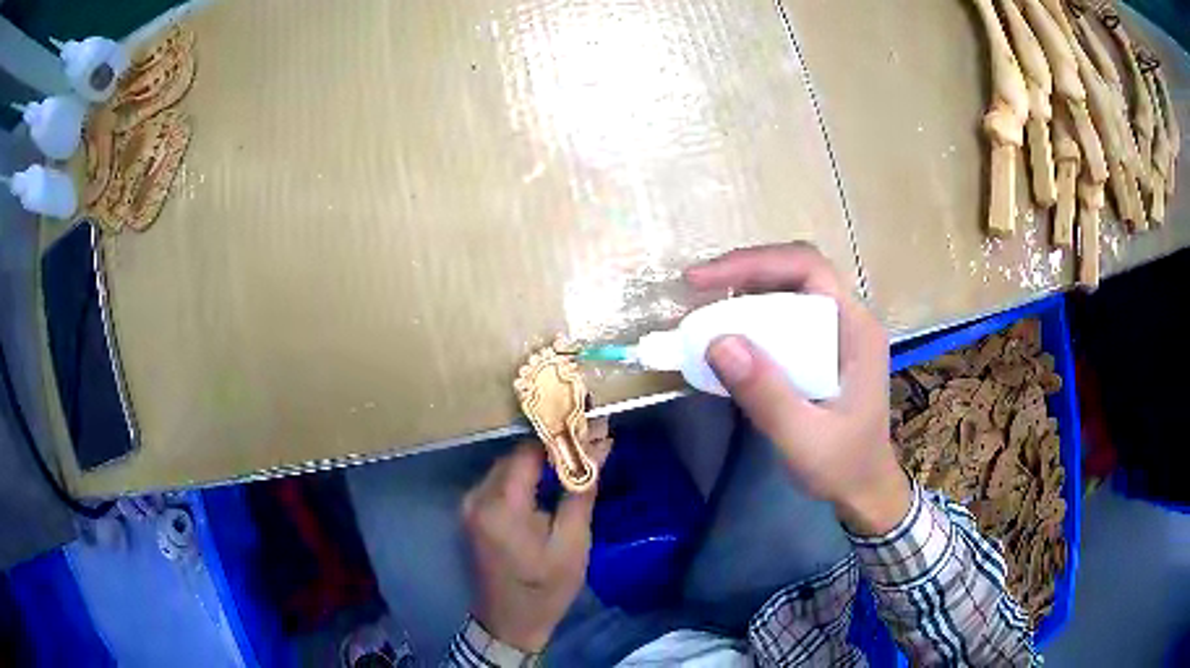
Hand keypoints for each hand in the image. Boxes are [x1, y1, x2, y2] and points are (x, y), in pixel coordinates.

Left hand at [461, 437, 603, 651]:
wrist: (510, 623)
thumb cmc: (546, 589)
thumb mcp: (572, 543)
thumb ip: (581, 490)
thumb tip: (600, 445)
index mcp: (500, 507)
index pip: (529, 451)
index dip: (561, 436)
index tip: (592, 428)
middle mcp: (477, 498)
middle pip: (516, 455)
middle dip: (553, 446)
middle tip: (590, 442)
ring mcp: (470, 505)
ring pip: (508, 466)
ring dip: (539, 460)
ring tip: (576, 458)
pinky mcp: (472, 513)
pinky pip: (500, 482)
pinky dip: (525, 476)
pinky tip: (549, 480)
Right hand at [685, 242, 909, 535]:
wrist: (864, 490)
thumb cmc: (842, 466)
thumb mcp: (803, 438)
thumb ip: (766, 394)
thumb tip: (717, 342)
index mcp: (856, 329)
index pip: (808, 268)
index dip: (755, 263)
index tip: (704, 281)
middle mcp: (849, 320)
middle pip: (796, 272)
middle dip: (744, 272)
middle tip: (696, 290)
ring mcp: (838, 333)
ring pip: (789, 291)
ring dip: (746, 292)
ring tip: (705, 309)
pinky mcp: (824, 349)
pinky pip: (786, 317)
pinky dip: (753, 317)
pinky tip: (729, 335)